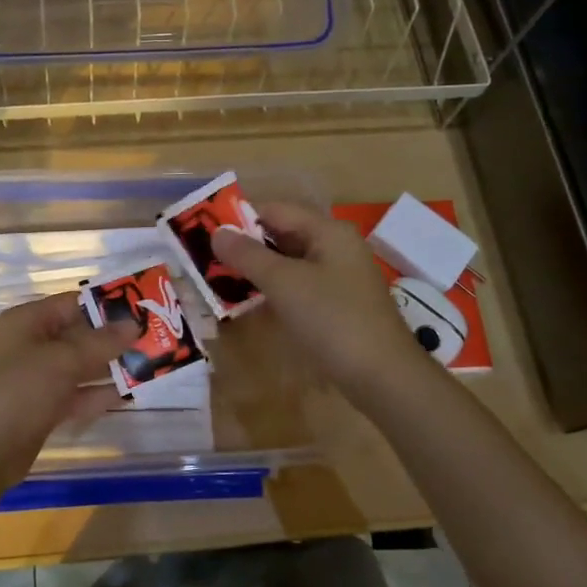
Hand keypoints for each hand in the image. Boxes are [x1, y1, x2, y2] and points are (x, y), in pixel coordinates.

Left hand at [0, 292, 138, 490]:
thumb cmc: (19, 390)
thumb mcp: (63, 360)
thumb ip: (101, 342)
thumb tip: (134, 323)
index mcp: (29, 321)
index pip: (74, 303)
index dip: (108, 304)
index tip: (144, 309)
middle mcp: (32, 344)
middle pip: (80, 334)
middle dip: (115, 338)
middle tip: (156, 338)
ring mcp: (38, 377)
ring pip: (82, 365)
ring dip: (112, 366)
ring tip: (151, 364)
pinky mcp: (44, 407)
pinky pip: (78, 393)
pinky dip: (100, 393)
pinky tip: (131, 394)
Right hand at [213, 201, 432, 400]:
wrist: (382, 376)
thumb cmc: (332, 320)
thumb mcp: (284, 283)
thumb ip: (248, 256)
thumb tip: (216, 233)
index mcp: (328, 231)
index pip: (275, 210)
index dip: (239, 219)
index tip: (204, 235)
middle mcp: (336, 247)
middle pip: (282, 235)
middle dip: (246, 246)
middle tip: (206, 260)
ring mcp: (339, 277)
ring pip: (289, 263)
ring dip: (257, 270)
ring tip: (219, 281)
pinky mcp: (338, 305)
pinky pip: (299, 286)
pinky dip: (274, 290)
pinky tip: (251, 303)